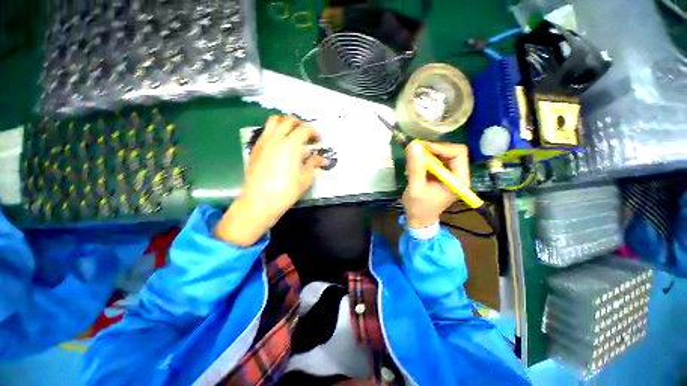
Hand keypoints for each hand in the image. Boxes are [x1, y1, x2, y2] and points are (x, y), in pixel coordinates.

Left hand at [215, 115, 325, 246]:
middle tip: (307, 135)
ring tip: (292, 134)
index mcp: (291, 144)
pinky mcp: (255, 148)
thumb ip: (313, 164)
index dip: (314, 132)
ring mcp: (263, 141)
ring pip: (274, 121)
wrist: (260, 201)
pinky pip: (266, 131)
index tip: (318, 140)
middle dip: (300, 124)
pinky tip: (280, 145)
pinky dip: (275, 131)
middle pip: (288, 120)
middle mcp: (276, 138)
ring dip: (285, 123)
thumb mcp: (306, 178)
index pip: (304, 129)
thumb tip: (322, 159)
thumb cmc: (287, 190)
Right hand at [402, 141, 469, 228]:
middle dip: (432, 149)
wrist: (418, 220)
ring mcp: (450, 175)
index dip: (440, 147)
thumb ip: (415, 168)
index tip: (420, 148)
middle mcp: (458, 175)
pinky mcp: (441, 176)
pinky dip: (425, 159)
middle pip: (451, 151)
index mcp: (459, 180)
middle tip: (415, 150)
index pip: (458, 153)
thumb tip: (414, 146)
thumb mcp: (415, 188)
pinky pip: (436, 161)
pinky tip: (414, 164)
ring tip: (413, 157)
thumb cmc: (419, 208)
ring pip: (443, 154)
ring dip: (427, 153)